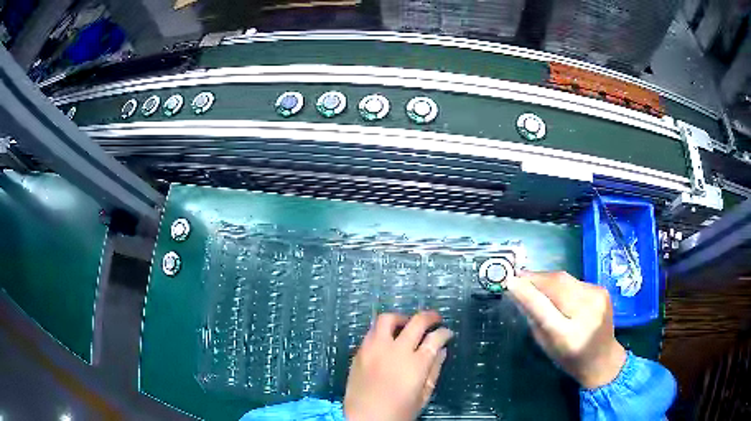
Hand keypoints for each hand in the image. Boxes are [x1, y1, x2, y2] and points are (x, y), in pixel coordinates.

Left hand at [343, 311, 453, 420]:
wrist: (364, 420)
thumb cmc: (398, 412)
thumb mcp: (423, 396)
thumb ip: (434, 371)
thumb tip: (441, 351)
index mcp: (415, 364)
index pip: (435, 338)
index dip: (445, 333)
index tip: (447, 334)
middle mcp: (395, 351)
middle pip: (415, 322)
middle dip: (429, 317)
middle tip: (435, 319)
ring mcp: (374, 350)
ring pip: (386, 319)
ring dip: (401, 319)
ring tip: (407, 325)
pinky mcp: (359, 353)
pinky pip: (371, 333)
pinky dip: (382, 331)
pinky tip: (388, 340)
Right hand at [505, 272, 626, 388]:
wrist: (603, 358)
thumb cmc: (570, 359)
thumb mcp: (547, 346)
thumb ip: (534, 320)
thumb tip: (519, 294)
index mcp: (569, 335)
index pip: (544, 309)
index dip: (526, 293)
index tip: (510, 281)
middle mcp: (586, 312)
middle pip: (557, 285)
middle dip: (536, 278)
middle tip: (519, 276)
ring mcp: (597, 298)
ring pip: (565, 279)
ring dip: (547, 278)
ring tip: (532, 280)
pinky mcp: (602, 290)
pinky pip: (574, 281)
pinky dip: (560, 283)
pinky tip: (554, 288)